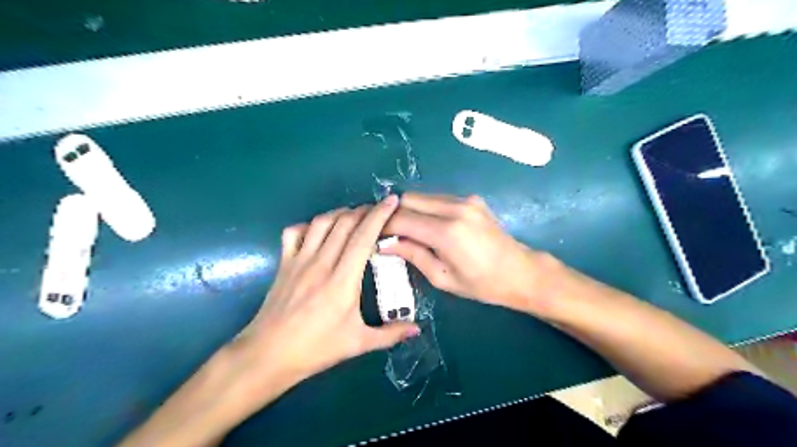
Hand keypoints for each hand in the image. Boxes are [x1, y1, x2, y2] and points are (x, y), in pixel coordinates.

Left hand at [234, 198, 419, 395]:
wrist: (268, 355)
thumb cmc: (317, 348)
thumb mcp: (358, 343)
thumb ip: (390, 334)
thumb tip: (417, 329)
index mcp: (343, 280)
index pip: (364, 237)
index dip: (379, 215)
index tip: (392, 201)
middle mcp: (321, 263)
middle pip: (344, 223)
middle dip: (364, 209)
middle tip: (378, 209)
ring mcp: (299, 260)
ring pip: (321, 222)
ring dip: (340, 213)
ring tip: (354, 215)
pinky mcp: (284, 263)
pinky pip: (294, 232)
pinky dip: (309, 224)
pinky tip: (319, 230)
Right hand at [383, 191, 551, 314]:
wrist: (521, 271)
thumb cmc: (482, 284)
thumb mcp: (442, 277)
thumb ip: (412, 255)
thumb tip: (384, 243)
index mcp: (446, 232)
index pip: (401, 219)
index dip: (382, 226)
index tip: (372, 235)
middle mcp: (454, 208)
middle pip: (408, 199)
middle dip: (393, 214)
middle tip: (387, 232)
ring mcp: (465, 200)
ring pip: (422, 196)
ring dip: (409, 210)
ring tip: (405, 230)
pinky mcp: (471, 199)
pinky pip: (437, 198)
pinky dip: (425, 209)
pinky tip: (427, 225)